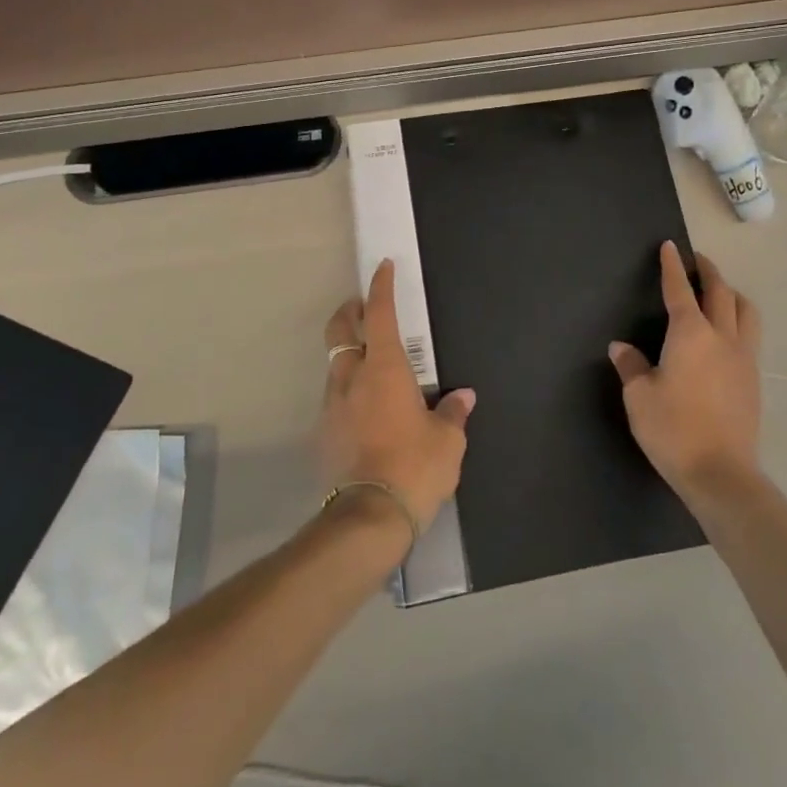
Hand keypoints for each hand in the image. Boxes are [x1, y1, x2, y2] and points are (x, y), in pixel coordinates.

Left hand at [321, 260, 475, 533]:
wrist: (368, 518)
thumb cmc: (415, 467)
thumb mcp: (447, 441)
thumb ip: (453, 413)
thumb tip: (463, 397)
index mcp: (384, 369)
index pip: (381, 315)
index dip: (382, 288)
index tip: (382, 268)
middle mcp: (351, 378)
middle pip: (340, 332)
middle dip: (349, 313)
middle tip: (360, 308)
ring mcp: (332, 406)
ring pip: (335, 366)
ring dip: (348, 355)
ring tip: (370, 367)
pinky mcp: (323, 433)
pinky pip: (335, 399)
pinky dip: (347, 391)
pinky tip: (364, 411)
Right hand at [610, 242, 763, 504]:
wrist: (721, 474)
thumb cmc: (673, 430)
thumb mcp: (639, 397)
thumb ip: (631, 366)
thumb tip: (621, 347)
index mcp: (690, 334)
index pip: (680, 290)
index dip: (672, 266)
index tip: (670, 246)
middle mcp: (721, 337)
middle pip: (720, 292)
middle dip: (707, 271)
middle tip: (696, 260)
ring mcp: (743, 358)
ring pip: (745, 311)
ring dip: (731, 293)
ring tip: (719, 292)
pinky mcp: (754, 379)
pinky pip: (750, 334)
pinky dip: (739, 318)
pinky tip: (727, 333)